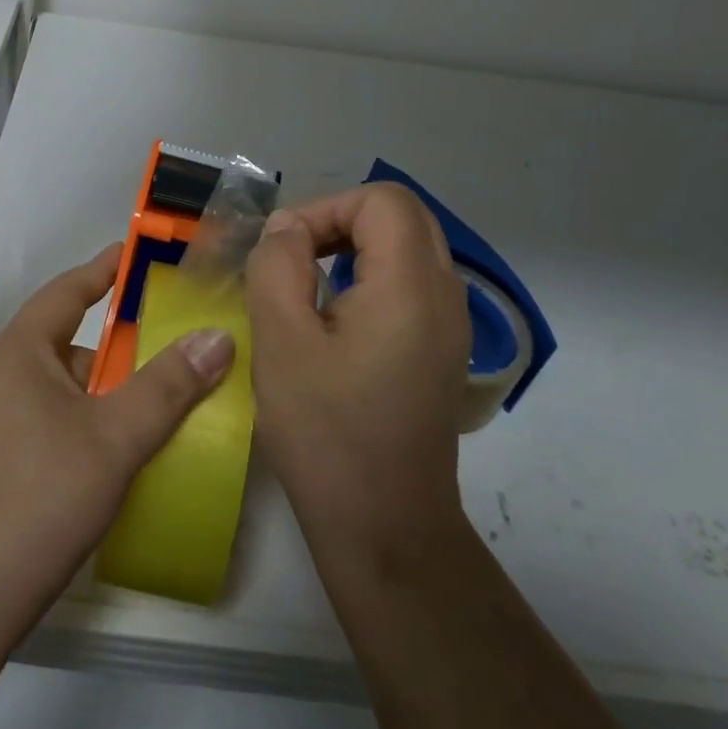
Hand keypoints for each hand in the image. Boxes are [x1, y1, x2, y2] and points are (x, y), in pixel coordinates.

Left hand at [0, 244, 236, 621]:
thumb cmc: (40, 496)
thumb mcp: (116, 437)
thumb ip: (168, 386)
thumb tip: (217, 337)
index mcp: (17, 353)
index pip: (66, 292)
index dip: (103, 270)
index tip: (134, 255)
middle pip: (61, 344)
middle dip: (110, 348)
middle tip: (161, 352)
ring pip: (51, 389)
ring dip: (94, 393)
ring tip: (144, 407)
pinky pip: (38, 421)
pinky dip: (75, 423)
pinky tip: (104, 456)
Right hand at [245, 184, 471, 560]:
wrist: (386, 529)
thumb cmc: (327, 433)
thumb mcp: (281, 341)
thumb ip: (276, 266)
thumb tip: (285, 228)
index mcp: (411, 286)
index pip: (381, 200)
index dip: (325, 208)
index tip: (284, 251)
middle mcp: (445, 295)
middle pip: (401, 216)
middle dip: (340, 221)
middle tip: (294, 257)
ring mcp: (451, 325)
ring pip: (409, 247)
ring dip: (355, 247)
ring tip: (307, 284)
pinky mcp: (442, 350)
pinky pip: (411, 283)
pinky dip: (371, 276)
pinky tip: (335, 319)